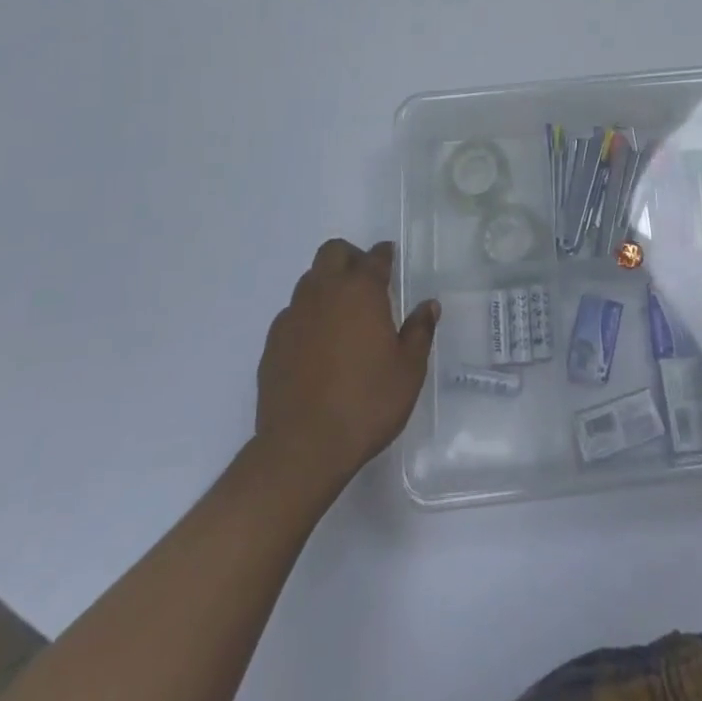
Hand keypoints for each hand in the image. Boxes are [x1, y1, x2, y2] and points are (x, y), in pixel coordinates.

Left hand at [254, 239, 439, 492]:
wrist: (302, 448)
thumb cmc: (366, 403)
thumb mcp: (409, 370)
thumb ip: (420, 331)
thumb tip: (428, 306)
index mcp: (361, 291)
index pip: (375, 257)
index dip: (384, 255)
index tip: (390, 261)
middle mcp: (324, 292)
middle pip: (333, 252)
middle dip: (351, 258)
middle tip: (366, 283)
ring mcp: (293, 315)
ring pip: (309, 280)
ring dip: (327, 285)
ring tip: (342, 315)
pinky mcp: (273, 342)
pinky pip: (292, 313)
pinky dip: (307, 316)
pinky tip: (317, 345)